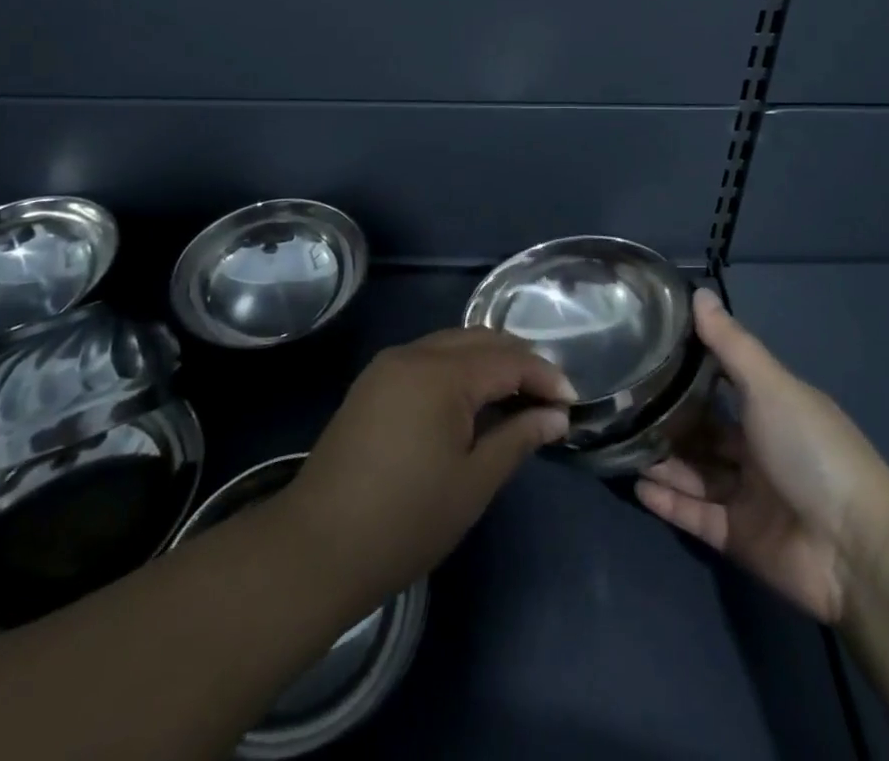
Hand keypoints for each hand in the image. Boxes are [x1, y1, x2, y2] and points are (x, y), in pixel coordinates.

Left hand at [276, 328, 575, 618]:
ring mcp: (388, 365)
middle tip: (548, 395)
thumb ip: (518, 438)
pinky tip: (472, 399)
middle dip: (519, 360)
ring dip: (488, 361)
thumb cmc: (405, 520)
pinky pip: (428, 358)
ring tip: (516, 396)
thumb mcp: (473, 483)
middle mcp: (413, 354)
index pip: (507, 359)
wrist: (316, 548)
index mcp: (441, 373)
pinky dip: (458, 368)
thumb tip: (556, 416)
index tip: (572, 402)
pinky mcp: (372, 382)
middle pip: (479, 340)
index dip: (544, 376)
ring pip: (452, 344)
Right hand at [636, 289, 888, 624]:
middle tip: (623, 403)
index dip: (689, 370)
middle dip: (669, 419)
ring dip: (662, 459)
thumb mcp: (770, 386)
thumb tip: (698, 292)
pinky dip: (668, 501)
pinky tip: (637, 484)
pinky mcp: (737, 537)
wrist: (854, 549)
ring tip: (620, 442)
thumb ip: (730, 343)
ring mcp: (747, 495)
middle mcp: (758, 449)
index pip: (722, 384)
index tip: (648, 351)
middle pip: (704, 431)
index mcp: (772, 410)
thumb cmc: (811, 450)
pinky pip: (695, 514)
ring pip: (694, 472)